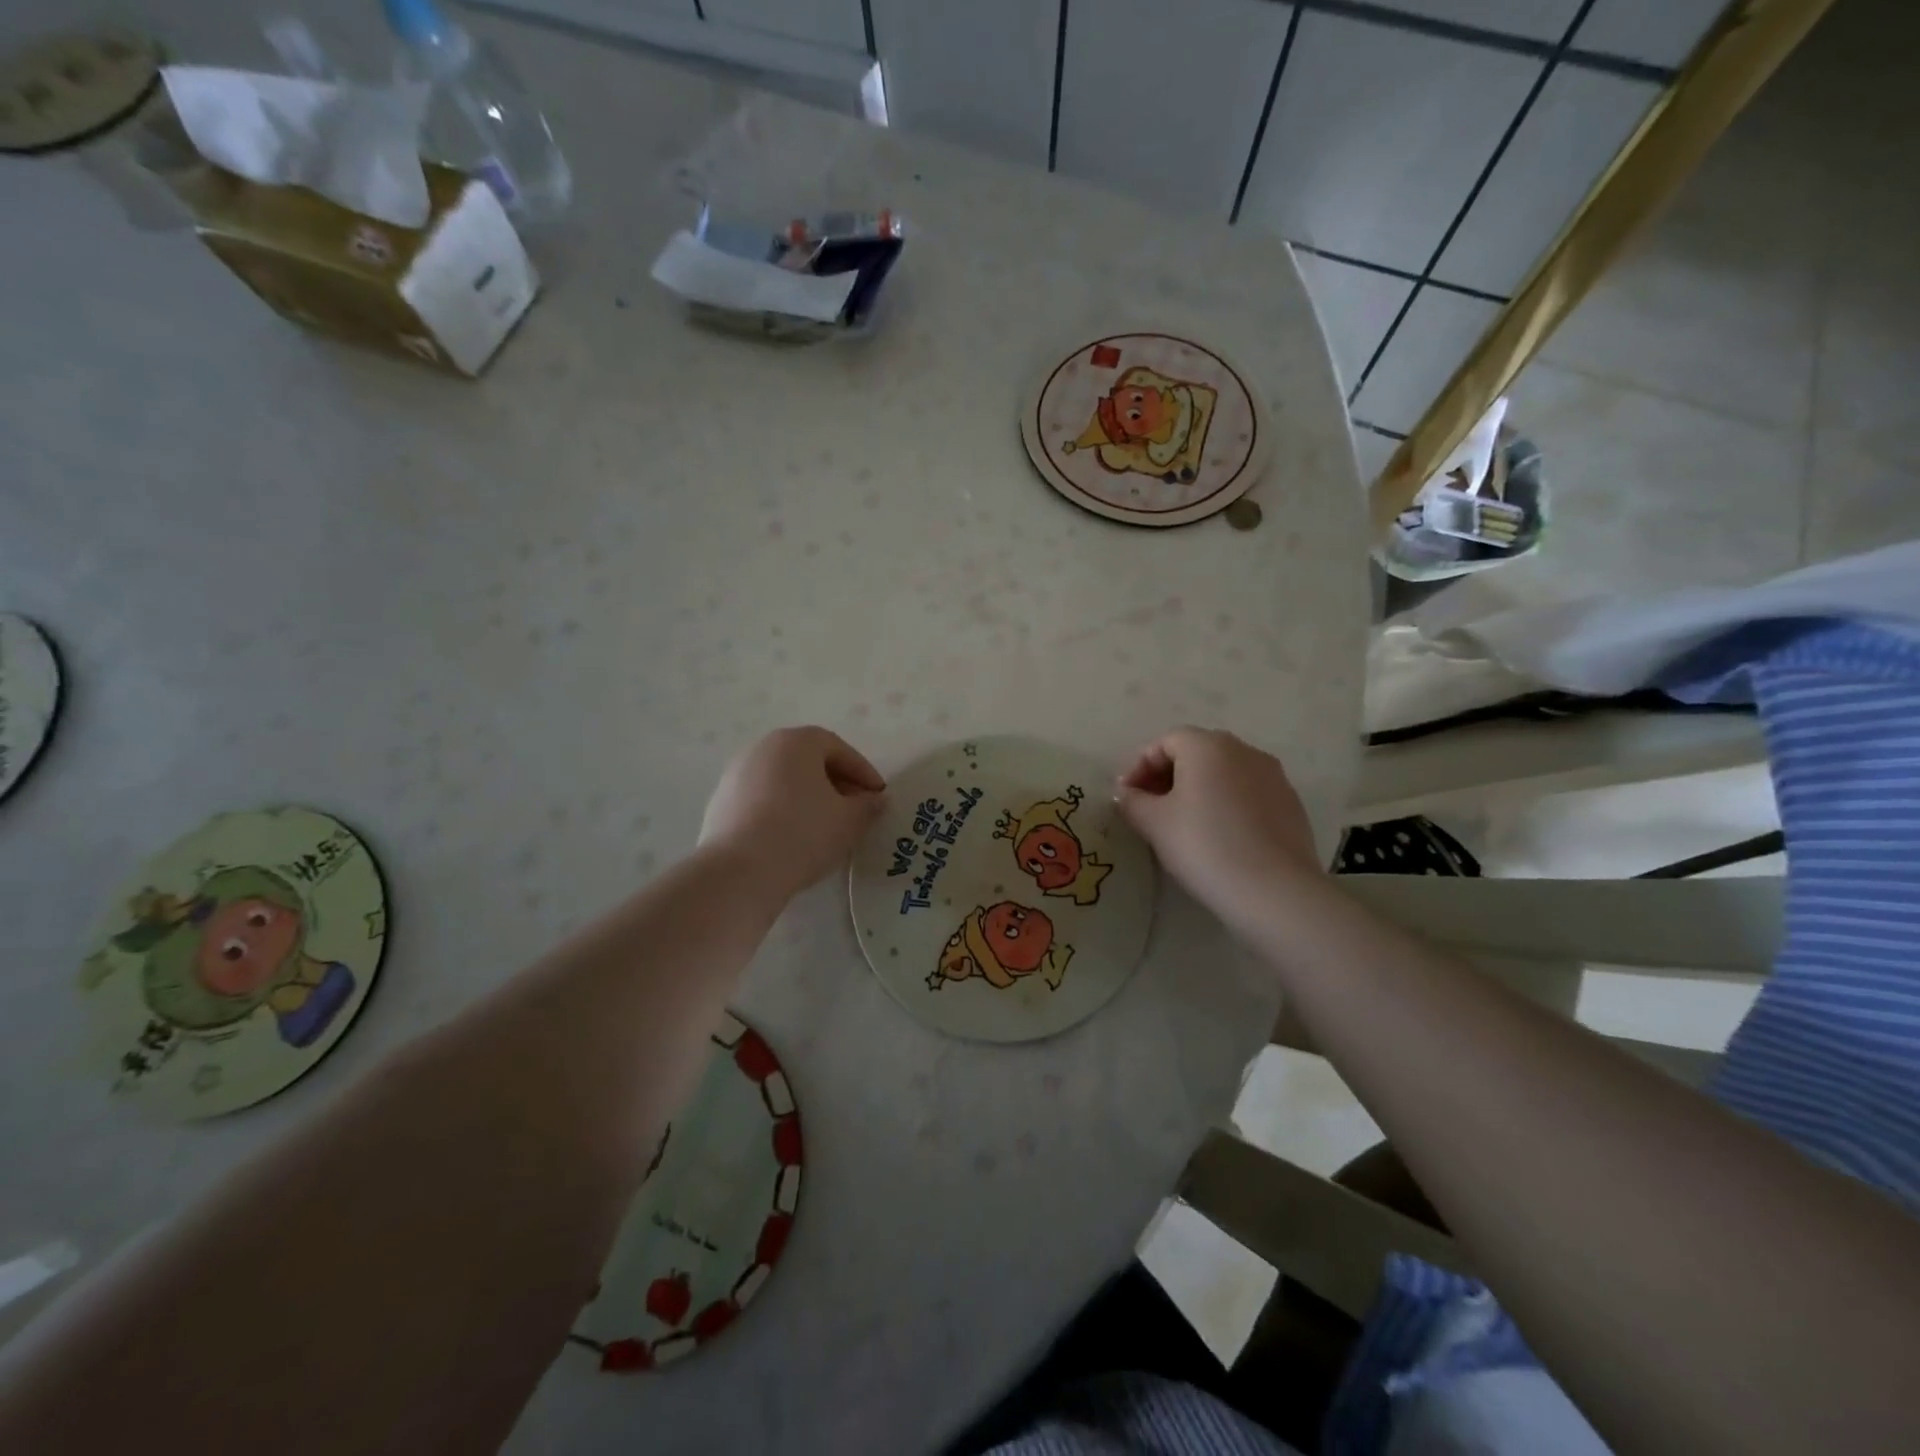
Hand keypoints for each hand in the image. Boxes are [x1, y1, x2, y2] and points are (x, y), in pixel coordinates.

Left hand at [700, 727, 886, 902]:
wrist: (740, 872)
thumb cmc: (803, 834)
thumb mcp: (849, 821)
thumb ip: (868, 805)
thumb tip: (875, 800)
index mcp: (795, 742)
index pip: (838, 749)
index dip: (863, 772)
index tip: (877, 796)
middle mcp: (762, 749)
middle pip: (808, 760)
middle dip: (836, 783)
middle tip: (854, 810)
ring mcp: (736, 775)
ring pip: (784, 780)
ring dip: (808, 797)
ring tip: (825, 827)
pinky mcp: (720, 803)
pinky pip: (762, 800)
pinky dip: (782, 811)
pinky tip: (793, 838)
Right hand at [1116, 727, 1323, 931]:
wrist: (1274, 890)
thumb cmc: (1204, 845)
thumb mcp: (1154, 823)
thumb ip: (1133, 801)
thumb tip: (1128, 793)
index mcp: (1208, 746)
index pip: (1164, 742)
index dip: (1138, 765)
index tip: (1126, 796)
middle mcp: (1243, 750)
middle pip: (1196, 752)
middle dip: (1167, 775)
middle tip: (1148, 807)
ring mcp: (1273, 776)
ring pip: (1223, 773)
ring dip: (1197, 789)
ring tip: (1181, 823)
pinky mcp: (1290, 804)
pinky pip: (1246, 793)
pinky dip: (1225, 804)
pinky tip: (1217, 836)